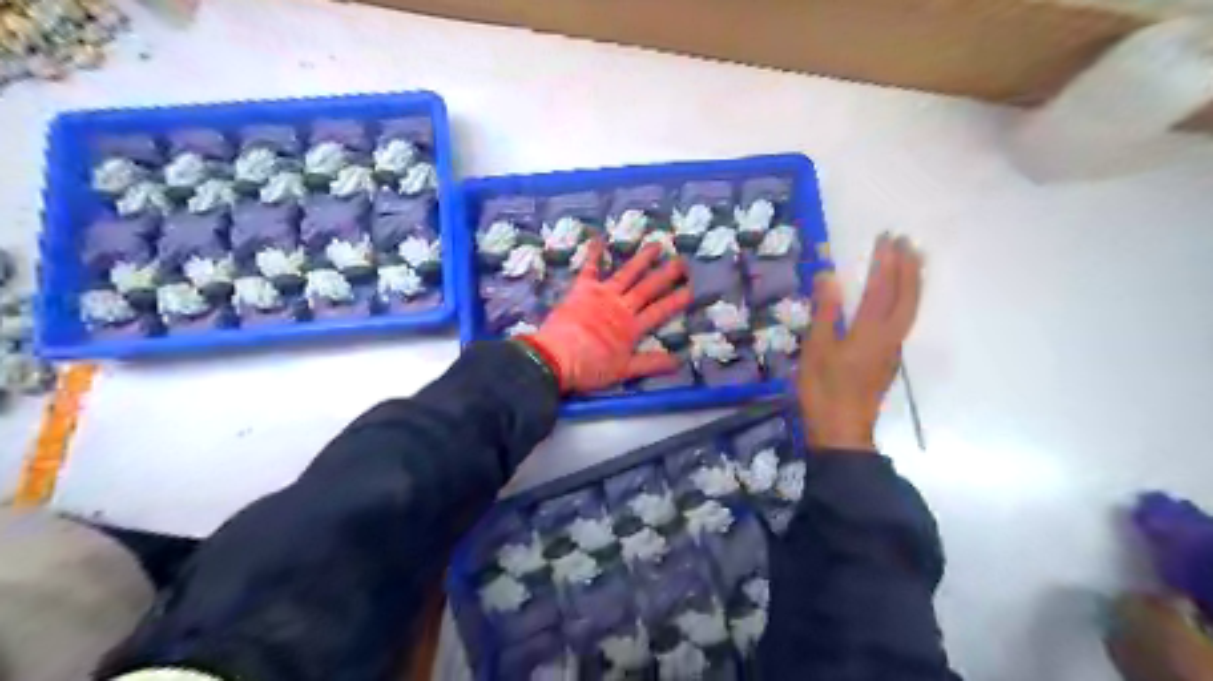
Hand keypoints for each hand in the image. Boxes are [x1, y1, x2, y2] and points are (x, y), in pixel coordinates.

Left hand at [521, 238, 690, 392]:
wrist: (557, 357)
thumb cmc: (590, 368)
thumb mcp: (624, 371)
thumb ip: (651, 363)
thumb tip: (679, 361)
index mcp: (632, 328)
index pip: (660, 311)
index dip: (676, 300)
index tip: (691, 289)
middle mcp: (621, 306)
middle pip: (647, 288)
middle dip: (666, 275)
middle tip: (682, 261)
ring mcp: (602, 295)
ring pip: (626, 274)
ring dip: (641, 259)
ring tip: (656, 244)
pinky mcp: (582, 290)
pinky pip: (589, 268)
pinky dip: (594, 253)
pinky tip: (599, 238)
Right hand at [803, 234, 924, 452]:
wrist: (841, 431)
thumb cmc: (823, 390)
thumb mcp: (816, 349)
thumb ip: (826, 312)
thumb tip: (830, 276)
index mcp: (870, 332)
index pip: (882, 289)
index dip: (886, 262)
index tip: (887, 237)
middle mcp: (890, 336)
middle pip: (907, 296)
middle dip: (908, 267)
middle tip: (905, 241)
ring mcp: (892, 349)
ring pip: (911, 308)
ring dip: (913, 281)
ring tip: (913, 260)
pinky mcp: (888, 359)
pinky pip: (905, 320)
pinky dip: (907, 299)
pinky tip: (900, 297)